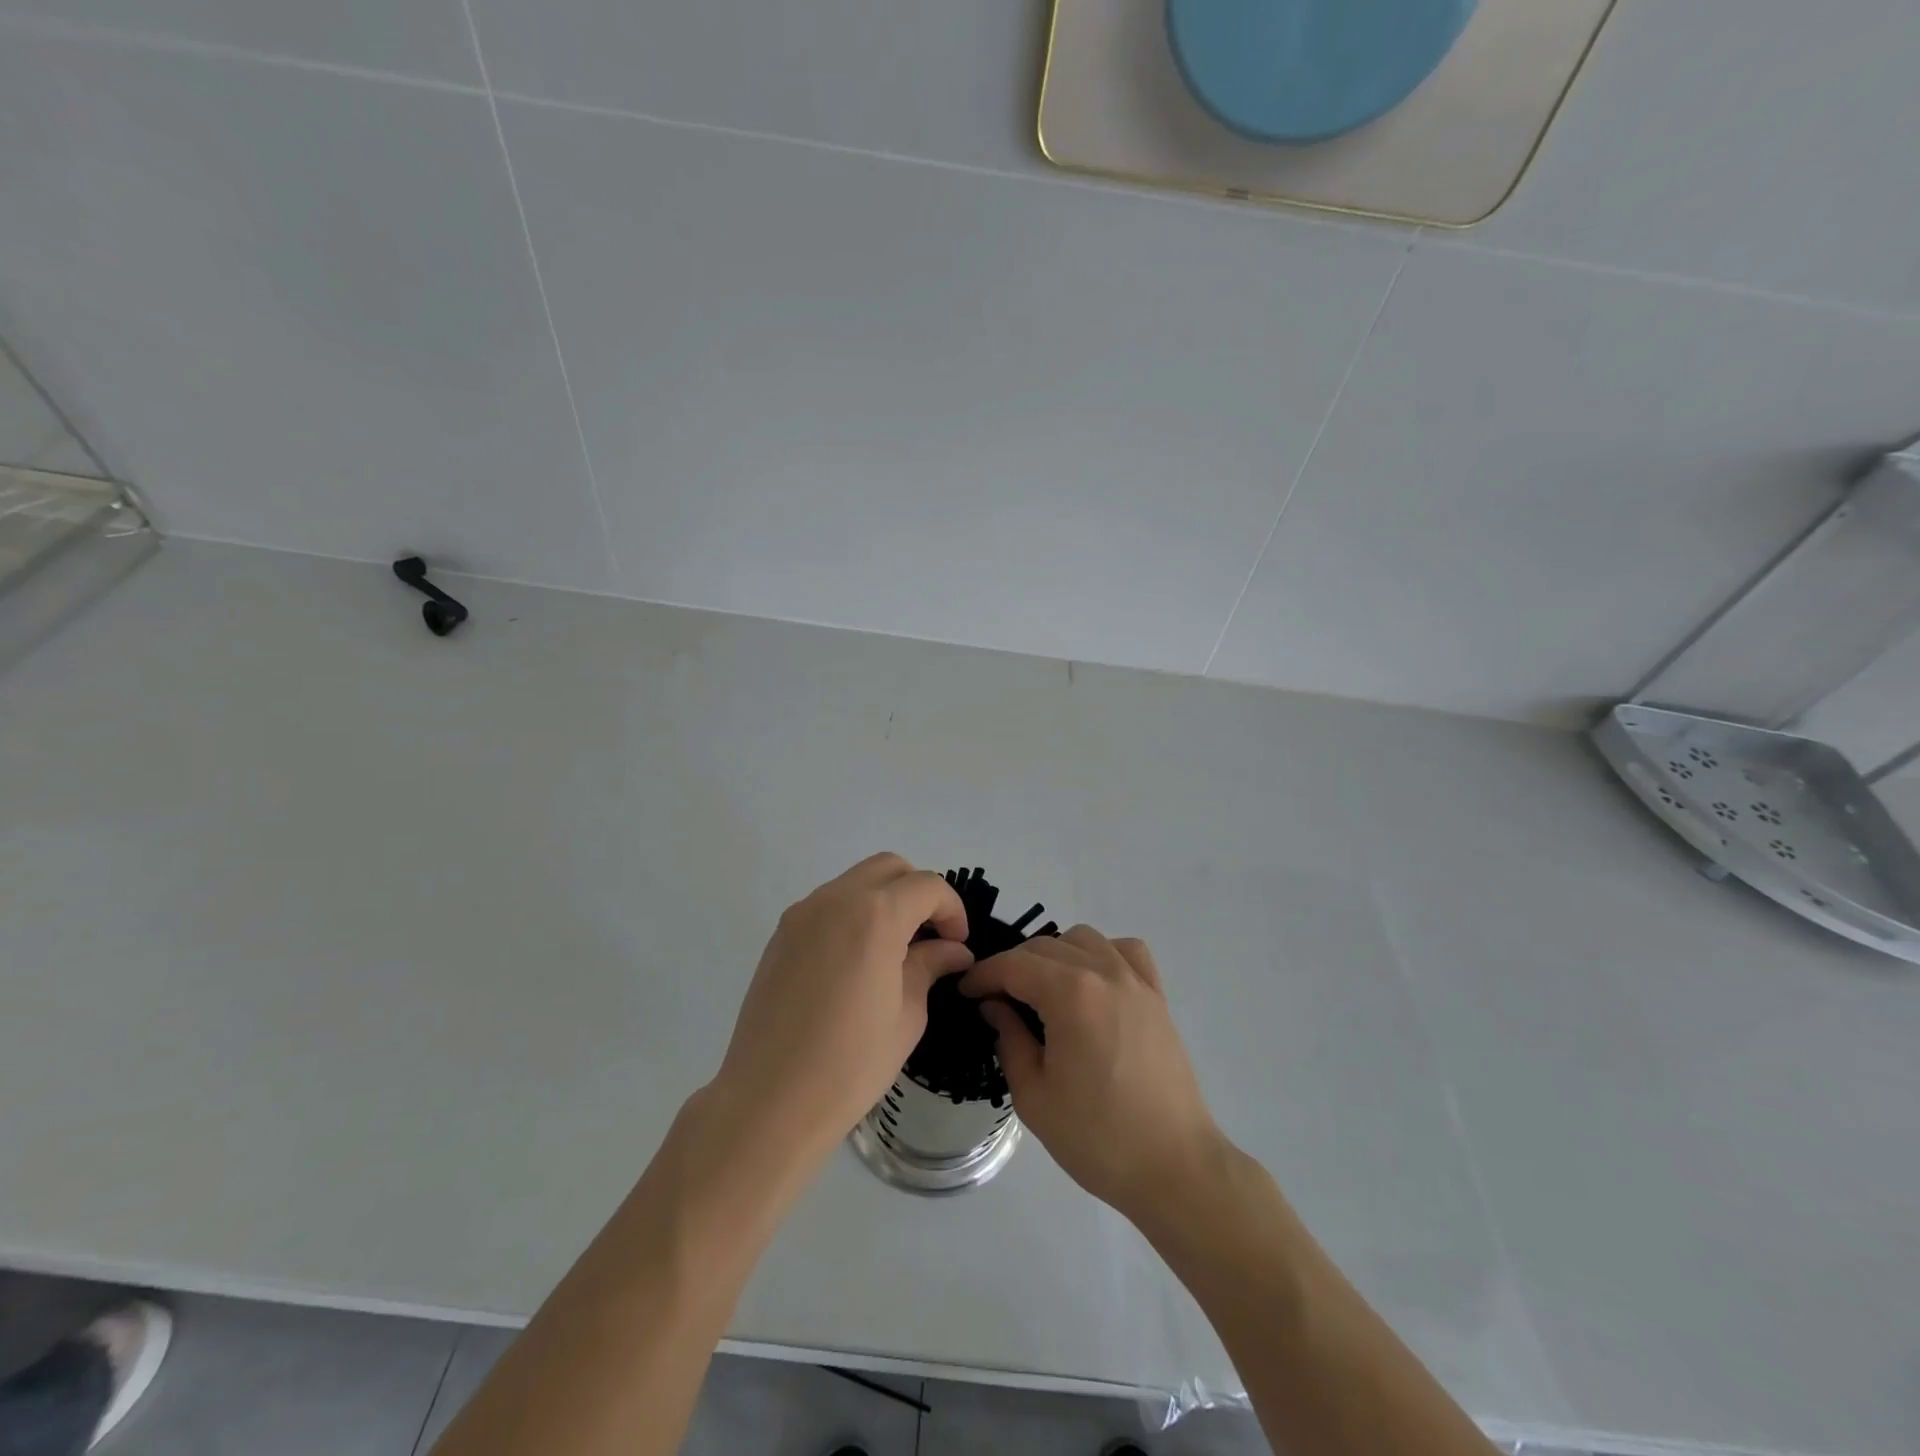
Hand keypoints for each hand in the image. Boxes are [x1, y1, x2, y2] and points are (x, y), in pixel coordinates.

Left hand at [712, 854, 971, 1165]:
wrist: (769, 1100)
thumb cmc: (850, 1064)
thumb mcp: (907, 1015)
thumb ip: (930, 966)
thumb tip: (953, 949)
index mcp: (875, 915)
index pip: (927, 886)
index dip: (952, 910)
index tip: (957, 945)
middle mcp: (836, 899)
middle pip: (890, 868)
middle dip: (919, 893)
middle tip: (930, 938)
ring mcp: (803, 913)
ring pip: (856, 881)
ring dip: (884, 901)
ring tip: (894, 951)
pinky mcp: (781, 933)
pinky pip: (828, 904)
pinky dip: (853, 914)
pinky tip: (857, 962)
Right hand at [961, 927, 1219, 1224]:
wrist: (1174, 1167)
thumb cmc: (1097, 1138)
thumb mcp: (1033, 1095)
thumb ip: (1009, 1039)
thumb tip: (995, 1006)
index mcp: (1070, 994)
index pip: (1013, 965)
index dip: (983, 975)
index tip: (965, 992)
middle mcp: (1103, 972)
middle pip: (1045, 946)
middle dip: (1013, 966)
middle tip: (995, 999)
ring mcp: (1135, 980)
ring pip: (1083, 938)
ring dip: (1055, 954)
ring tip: (1042, 990)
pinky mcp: (1157, 995)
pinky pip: (1126, 950)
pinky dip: (1102, 953)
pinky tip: (1093, 981)